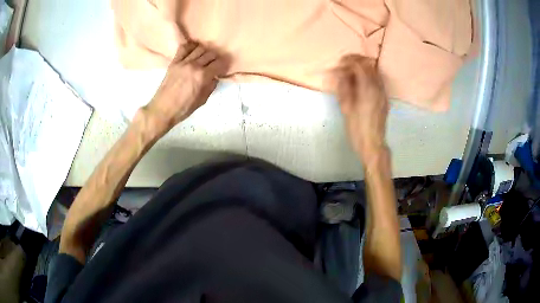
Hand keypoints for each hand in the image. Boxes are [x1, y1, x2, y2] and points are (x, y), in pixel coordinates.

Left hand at [141, 42, 229, 136]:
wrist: (162, 109)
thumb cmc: (183, 109)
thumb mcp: (202, 100)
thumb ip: (211, 86)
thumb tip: (215, 77)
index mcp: (202, 77)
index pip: (219, 63)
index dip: (224, 65)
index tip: (223, 69)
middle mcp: (194, 66)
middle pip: (210, 53)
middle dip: (215, 58)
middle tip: (214, 64)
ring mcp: (183, 62)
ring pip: (199, 48)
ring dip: (205, 52)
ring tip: (204, 58)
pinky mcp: (174, 62)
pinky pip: (184, 48)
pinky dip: (191, 47)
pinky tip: (193, 51)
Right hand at [334, 55, 388, 162]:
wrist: (373, 143)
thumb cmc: (357, 128)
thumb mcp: (346, 107)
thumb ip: (343, 86)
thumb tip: (340, 73)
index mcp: (368, 88)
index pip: (359, 64)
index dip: (348, 61)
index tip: (339, 64)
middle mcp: (378, 87)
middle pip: (369, 64)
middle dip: (356, 60)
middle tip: (345, 65)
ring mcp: (383, 92)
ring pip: (375, 71)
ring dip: (363, 67)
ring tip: (352, 72)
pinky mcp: (384, 98)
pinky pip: (378, 80)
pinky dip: (369, 75)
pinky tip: (361, 82)